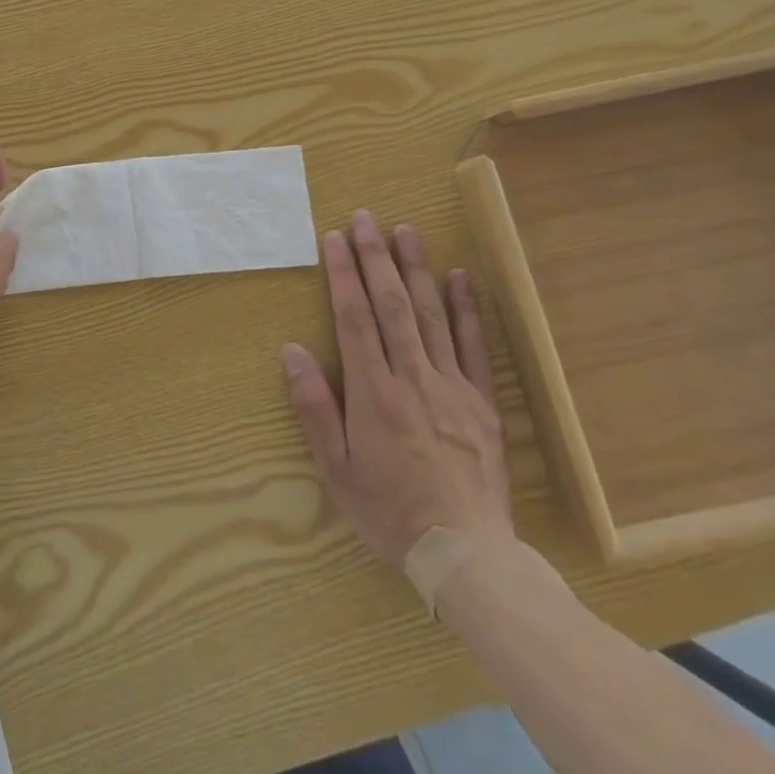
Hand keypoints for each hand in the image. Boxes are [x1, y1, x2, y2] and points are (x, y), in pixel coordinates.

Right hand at [283, 211, 510, 571]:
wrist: (467, 555)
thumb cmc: (389, 512)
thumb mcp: (336, 470)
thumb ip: (314, 408)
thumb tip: (293, 351)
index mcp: (374, 393)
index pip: (354, 319)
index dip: (342, 275)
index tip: (334, 239)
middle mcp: (413, 378)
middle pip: (391, 305)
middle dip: (375, 257)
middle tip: (365, 218)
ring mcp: (452, 387)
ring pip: (431, 315)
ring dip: (416, 269)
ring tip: (405, 230)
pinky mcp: (482, 403)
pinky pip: (473, 346)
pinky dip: (466, 308)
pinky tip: (459, 277)